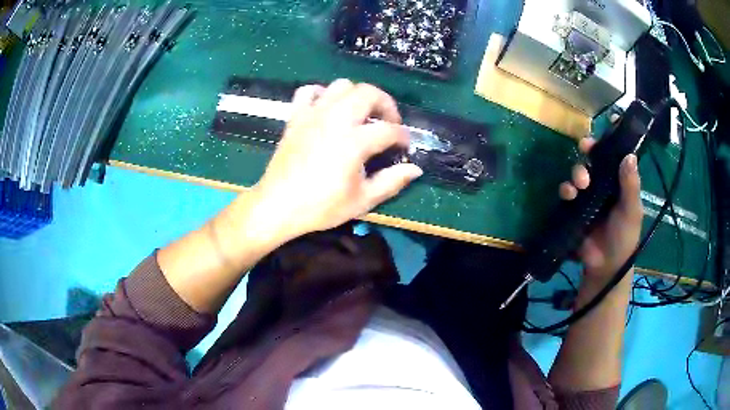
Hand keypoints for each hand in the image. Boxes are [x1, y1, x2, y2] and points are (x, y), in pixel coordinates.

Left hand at [251, 79, 422, 241]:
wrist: (278, 206)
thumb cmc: (321, 207)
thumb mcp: (362, 201)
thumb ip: (392, 182)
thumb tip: (416, 169)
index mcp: (353, 142)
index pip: (388, 129)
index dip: (403, 136)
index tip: (405, 146)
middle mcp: (335, 120)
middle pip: (368, 93)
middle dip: (386, 104)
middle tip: (388, 122)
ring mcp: (313, 115)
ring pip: (341, 85)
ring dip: (357, 95)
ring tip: (360, 114)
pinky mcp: (296, 117)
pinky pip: (308, 91)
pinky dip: (321, 94)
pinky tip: (327, 108)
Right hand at [559, 137, 643, 281]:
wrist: (605, 266)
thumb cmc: (624, 237)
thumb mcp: (632, 211)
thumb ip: (631, 186)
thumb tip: (630, 155)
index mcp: (620, 182)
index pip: (615, 155)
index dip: (611, 139)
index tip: (607, 121)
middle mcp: (604, 184)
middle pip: (594, 159)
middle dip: (589, 151)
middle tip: (586, 149)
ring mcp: (588, 195)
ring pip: (579, 173)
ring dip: (577, 172)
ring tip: (580, 184)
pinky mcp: (574, 207)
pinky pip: (567, 192)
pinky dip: (566, 189)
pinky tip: (569, 195)